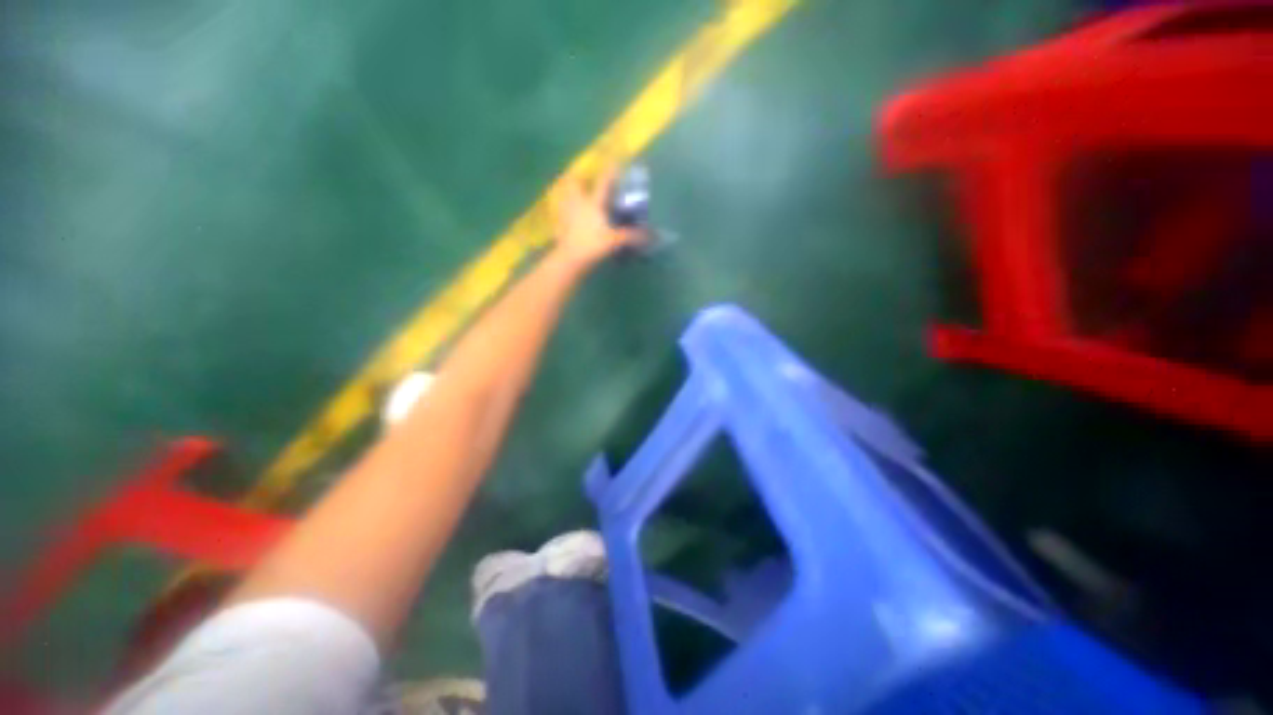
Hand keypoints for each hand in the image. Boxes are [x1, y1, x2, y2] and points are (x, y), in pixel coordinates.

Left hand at [552, 166, 643, 266]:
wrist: (569, 259)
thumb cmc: (592, 246)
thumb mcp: (614, 241)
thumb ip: (630, 236)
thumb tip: (649, 235)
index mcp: (593, 204)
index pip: (603, 183)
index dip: (610, 171)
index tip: (615, 161)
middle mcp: (578, 204)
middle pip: (574, 183)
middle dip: (578, 177)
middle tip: (583, 177)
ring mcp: (566, 213)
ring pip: (563, 195)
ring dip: (567, 191)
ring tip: (570, 191)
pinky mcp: (560, 225)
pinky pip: (559, 212)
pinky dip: (561, 210)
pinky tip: (565, 214)